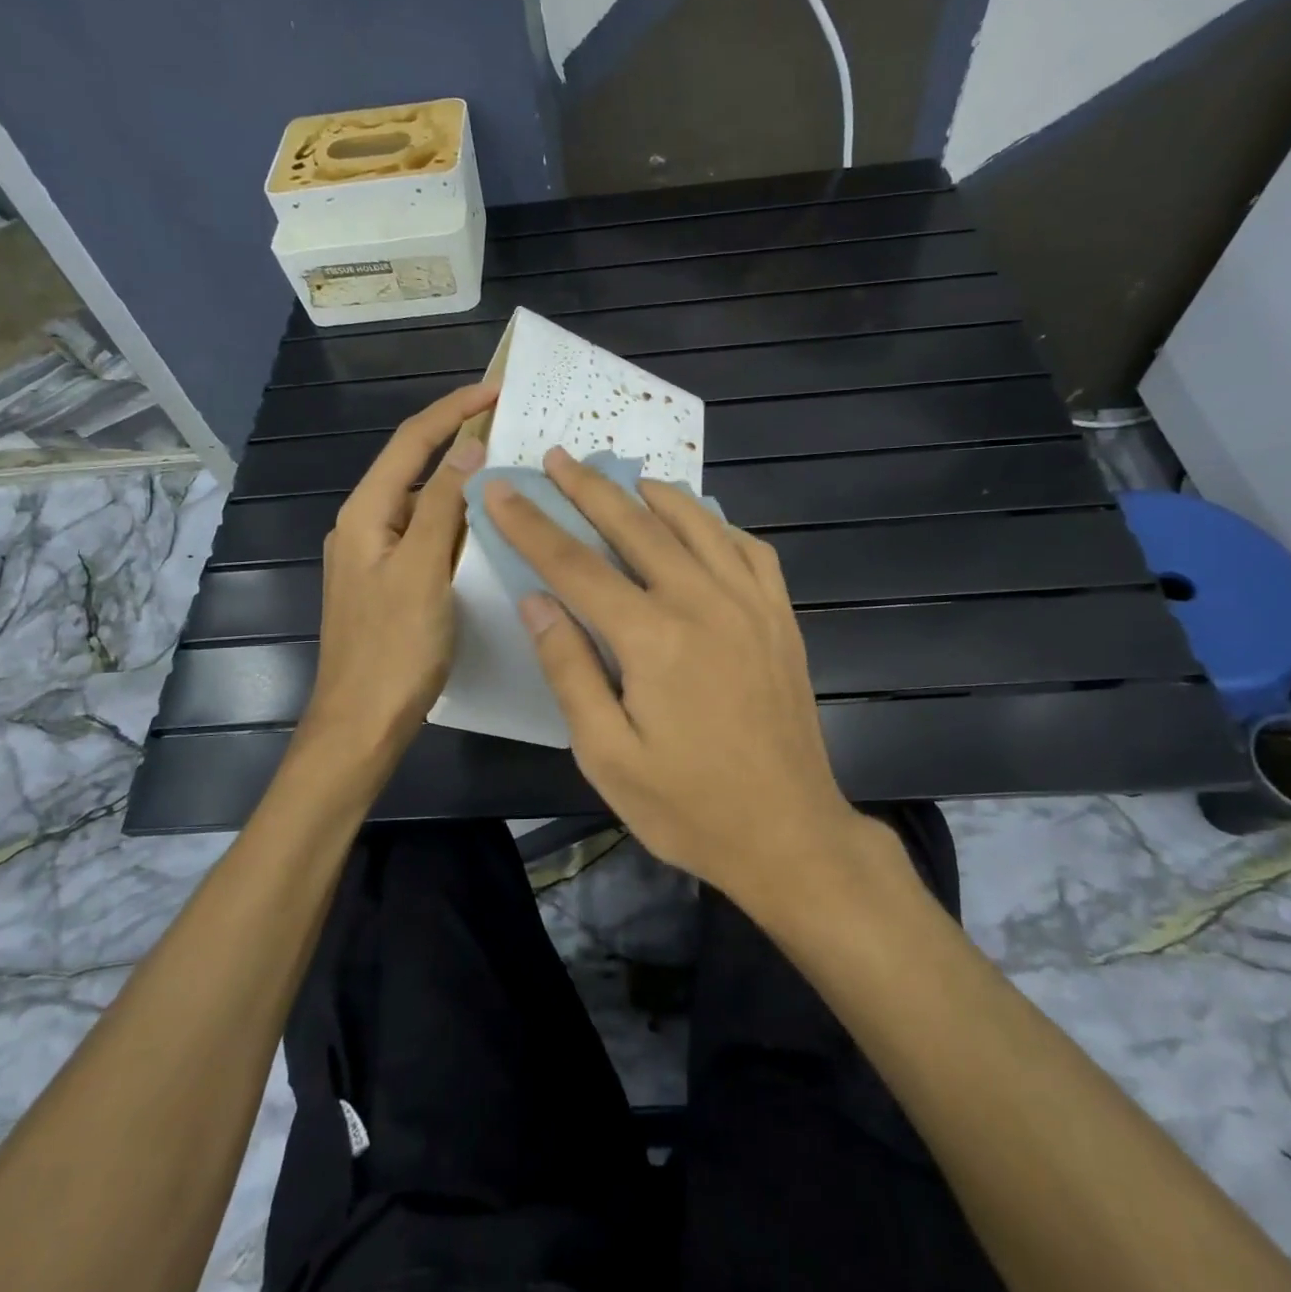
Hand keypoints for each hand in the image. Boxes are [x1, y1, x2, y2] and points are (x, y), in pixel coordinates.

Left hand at [301, 381, 497, 765]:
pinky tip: (487, 533)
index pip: (411, 442)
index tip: (497, 388)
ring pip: (423, 506)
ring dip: (461, 487)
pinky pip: (427, 538)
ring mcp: (376, 557)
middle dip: (459, 443)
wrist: (362, 723)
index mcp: (365, 513)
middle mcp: (365, 526)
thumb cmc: (394, 648)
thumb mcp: (423, 570)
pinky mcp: (390, 584)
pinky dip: (457, 525)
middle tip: (511, 431)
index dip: (453, 410)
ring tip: (509, 476)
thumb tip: (468, 447)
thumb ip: (444, 506)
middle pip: (414, 469)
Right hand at [483, 446, 858, 899]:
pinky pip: (750, 549)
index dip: (532, 525)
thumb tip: (536, 601)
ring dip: (654, 495)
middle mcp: (704, 602)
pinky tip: (700, 525)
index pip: (576, 565)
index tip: (500, 490)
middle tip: (559, 457)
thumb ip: (569, 670)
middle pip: (636, 527)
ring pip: (697, 524)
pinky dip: (718, 525)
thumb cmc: (688, 806)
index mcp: (653, 638)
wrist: (789, 834)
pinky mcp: (782, 618)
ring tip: (625, 479)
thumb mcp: (607, 755)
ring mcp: (751, 604)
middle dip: (589, 489)